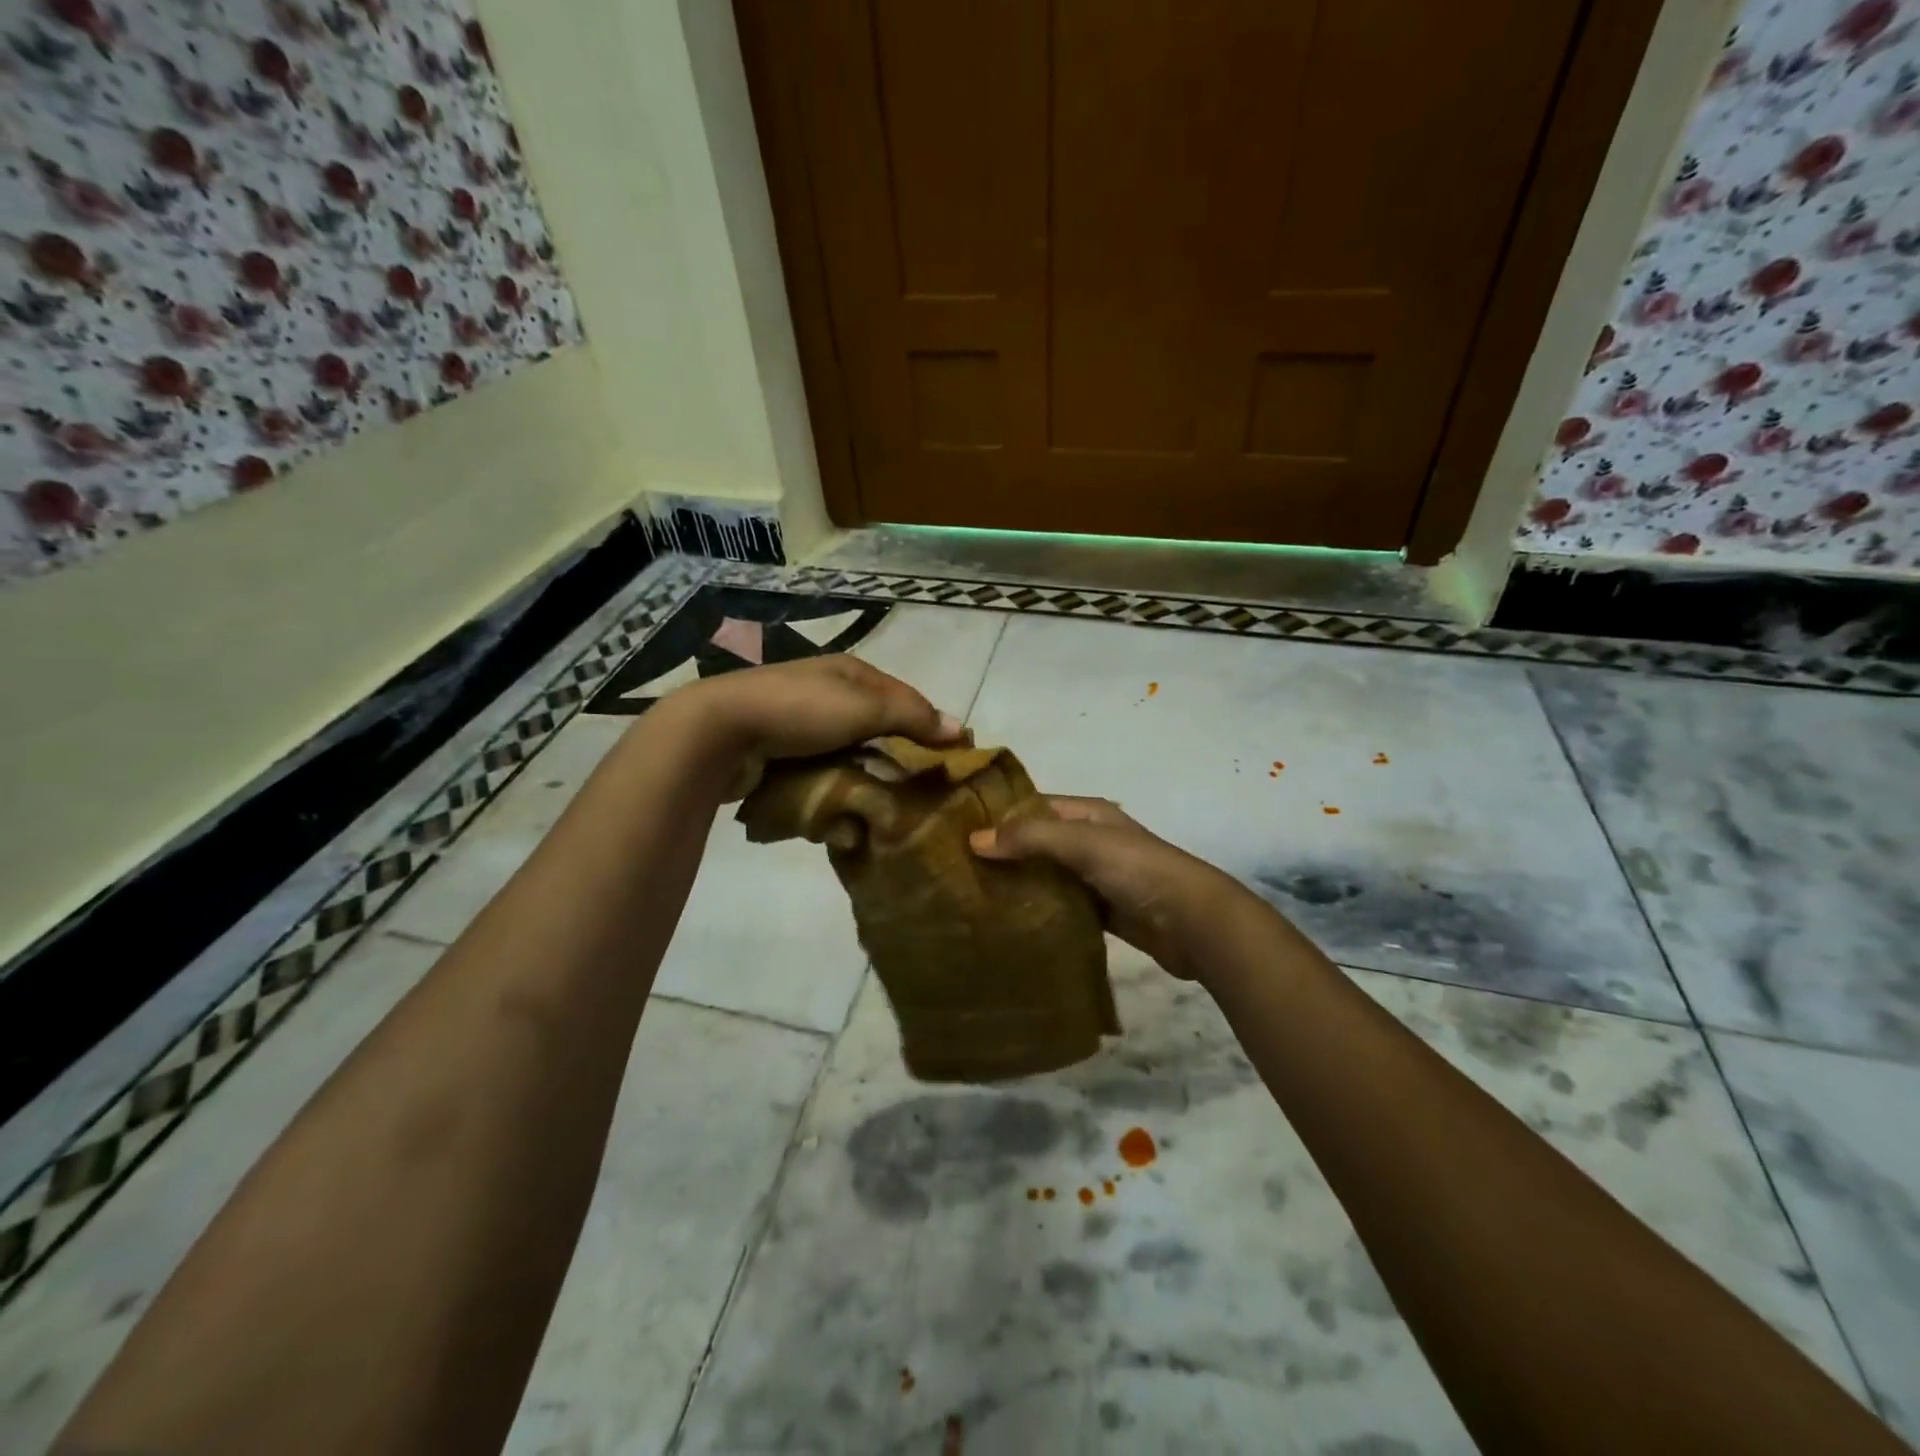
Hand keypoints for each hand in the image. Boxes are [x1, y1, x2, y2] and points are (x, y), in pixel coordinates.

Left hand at [663, 656, 962, 797]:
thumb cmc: (800, 711)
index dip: (929, 724)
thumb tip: (959, 729)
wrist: (720, 733)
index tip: (950, 759)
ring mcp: (802, 724)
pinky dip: (834, 787)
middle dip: (896, 757)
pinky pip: (821, 771)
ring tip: (883, 807)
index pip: (905, 697)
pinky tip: (844, 809)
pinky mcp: (782, 753)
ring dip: (865, 778)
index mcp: (850, 672)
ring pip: (851, 754)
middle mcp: (829, 693)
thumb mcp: (865, 707)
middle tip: (918, 791)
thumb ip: (912, 716)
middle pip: (878, 728)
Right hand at [970, 797, 1248, 980]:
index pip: (1033, 805)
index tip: (956, 830)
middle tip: (956, 870)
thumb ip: (1031, 837)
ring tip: (973, 898)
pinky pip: (1062, 907)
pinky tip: (1009, 923)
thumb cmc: (1138, 870)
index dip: (999, 814)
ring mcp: (1097, 877)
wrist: (1194, 923)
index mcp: (1088, 813)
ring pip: (1047, 876)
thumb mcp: (1083, 842)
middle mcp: (1090, 840)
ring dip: (1019, 884)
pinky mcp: (1102, 913)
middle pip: (1038, 842)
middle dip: (1004, 853)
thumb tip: (975, 839)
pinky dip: (1039, 911)